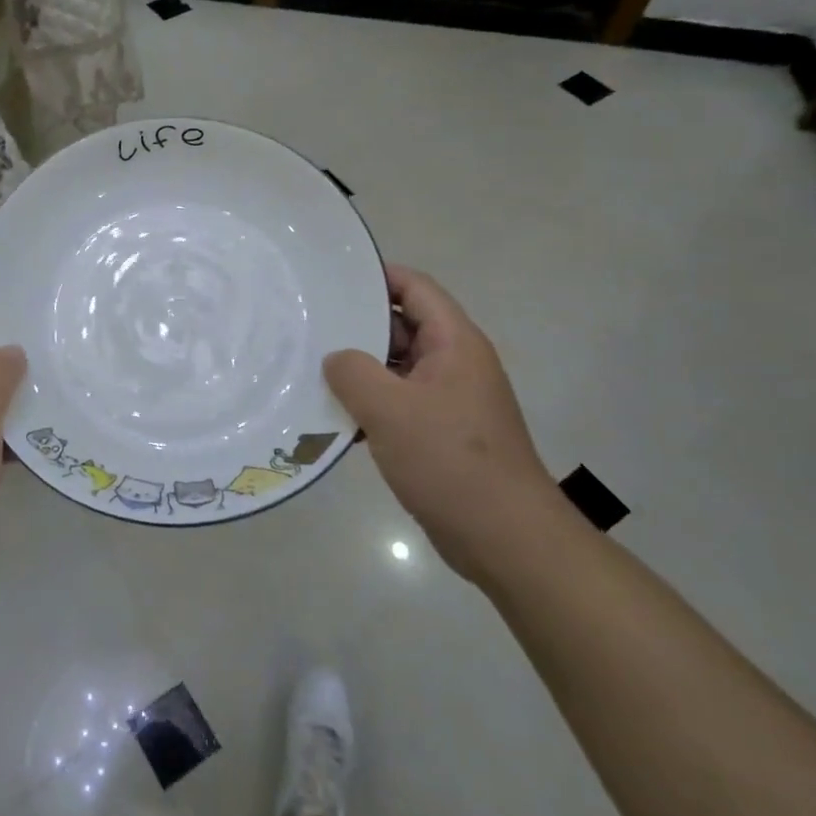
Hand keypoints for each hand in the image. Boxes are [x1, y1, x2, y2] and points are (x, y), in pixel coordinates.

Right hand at [324, 265, 563, 584]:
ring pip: (397, 369)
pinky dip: (371, 405)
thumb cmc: (450, 461)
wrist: (506, 539)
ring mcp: (450, 400)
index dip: (376, 276)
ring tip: (310, 370)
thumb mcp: (390, 409)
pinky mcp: (443, 434)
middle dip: (358, 326)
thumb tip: (336, 358)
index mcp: (455, 343)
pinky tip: (335, 418)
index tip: (331, 279)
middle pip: (403, 327)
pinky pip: (400, 404)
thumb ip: (353, 372)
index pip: (415, 287)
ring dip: (360, 371)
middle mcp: (456, 363)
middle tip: (309, 326)